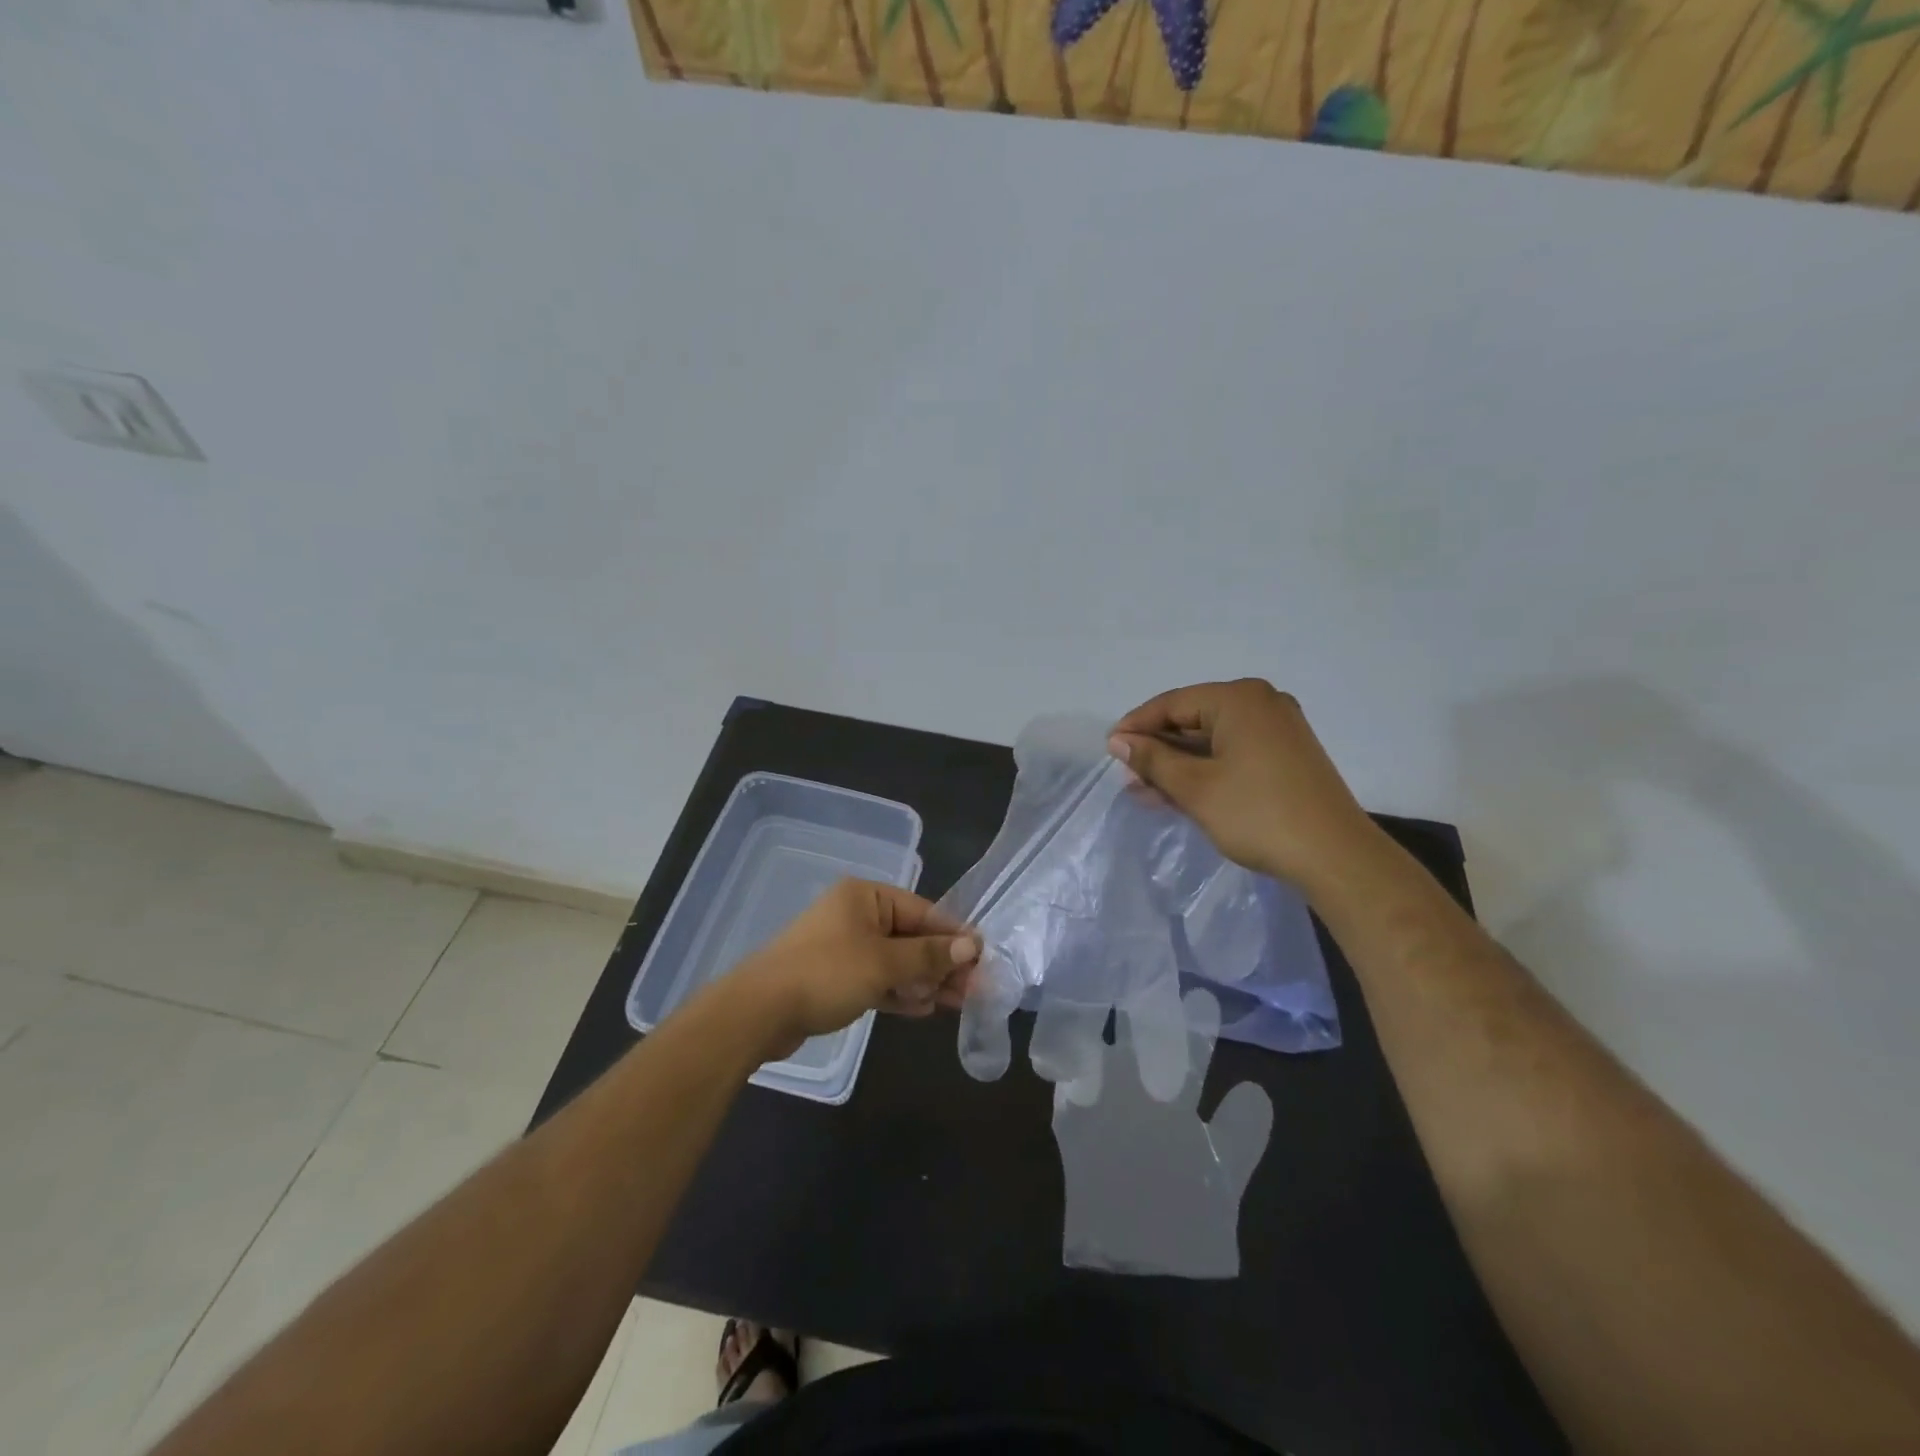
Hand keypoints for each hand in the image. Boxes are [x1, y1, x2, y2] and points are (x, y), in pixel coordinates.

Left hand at [731, 879, 979, 1056]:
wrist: (759, 1011)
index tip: (983, 959)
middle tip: (975, 989)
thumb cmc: (826, 973)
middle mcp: (856, 915)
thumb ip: (929, 956)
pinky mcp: (835, 978)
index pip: (923, 911)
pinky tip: (924, 1008)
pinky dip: (899, 991)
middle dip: (942, 963)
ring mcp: (844, 947)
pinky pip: (877, 979)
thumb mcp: (884, 963)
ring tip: (957, 1003)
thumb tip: (972, 946)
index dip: (954, 936)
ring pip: (896, 960)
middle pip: (911, 936)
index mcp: (866, 897)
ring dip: (924, 980)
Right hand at [1108, 679, 1377, 890]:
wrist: (1334, 856)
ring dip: (1178, 764)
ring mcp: (1278, 729)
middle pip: (1193, 719)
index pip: (1172, 703)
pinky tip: (1179, 793)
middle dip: (1158, 750)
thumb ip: (1153, 759)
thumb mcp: (1195, 787)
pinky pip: (1233, 752)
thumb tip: (1118, 741)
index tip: (1109, 750)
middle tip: (1127, 777)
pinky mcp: (1287, 755)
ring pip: (1212, 740)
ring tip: (1146, 791)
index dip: (1136, 726)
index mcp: (1239, 698)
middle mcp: (1261, 703)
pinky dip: (1205, 770)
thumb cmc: (1257, 814)